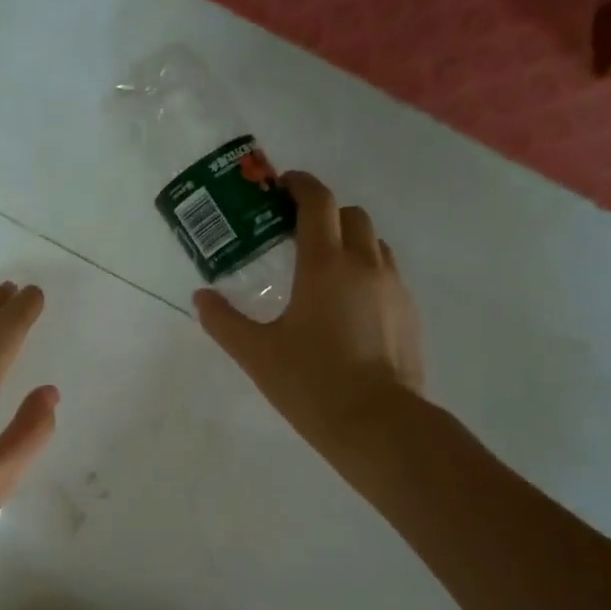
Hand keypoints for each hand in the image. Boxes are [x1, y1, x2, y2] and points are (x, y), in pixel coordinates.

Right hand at [194, 172, 424, 450]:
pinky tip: (348, 307)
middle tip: (297, 233)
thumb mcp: (256, 353)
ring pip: (374, 243)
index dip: (300, 185)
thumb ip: (223, 321)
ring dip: (349, 241)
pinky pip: (387, 274)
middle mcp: (365, 264)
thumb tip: (201, 298)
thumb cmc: (310, 383)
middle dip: (325, 213)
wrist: (378, 423)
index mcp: (325, 264)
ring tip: (324, 270)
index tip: (282, 185)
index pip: (317, 202)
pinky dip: (366, 272)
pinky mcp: (410, 313)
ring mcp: (394, 288)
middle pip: (351, 215)